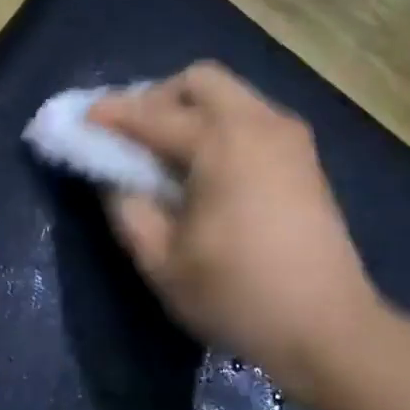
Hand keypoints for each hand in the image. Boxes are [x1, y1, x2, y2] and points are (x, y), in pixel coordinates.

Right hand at [90, 62, 382, 397]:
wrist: (328, 329)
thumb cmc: (236, 296)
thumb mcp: (161, 261)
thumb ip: (126, 207)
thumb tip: (112, 175)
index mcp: (222, 144)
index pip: (152, 114)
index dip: (110, 115)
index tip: (81, 120)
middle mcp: (260, 124)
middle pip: (199, 80)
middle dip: (156, 98)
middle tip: (131, 136)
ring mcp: (289, 137)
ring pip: (229, 95)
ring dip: (188, 110)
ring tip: (162, 152)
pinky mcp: (304, 157)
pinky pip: (249, 117)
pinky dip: (217, 125)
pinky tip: (202, 166)